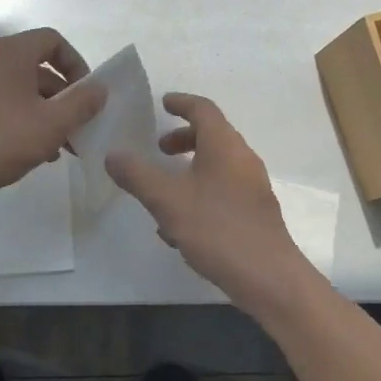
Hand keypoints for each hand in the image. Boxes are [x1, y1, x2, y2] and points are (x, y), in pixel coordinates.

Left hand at [0, 28, 106, 210]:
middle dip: (65, 98)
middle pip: (40, 69)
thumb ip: (82, 103)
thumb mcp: (52, 124)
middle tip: (81, 127)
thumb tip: (100, 88)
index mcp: (11, 54)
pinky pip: (7, 106)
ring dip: (49, 114)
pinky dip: (26, 121)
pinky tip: (38, 152)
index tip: (87, 94)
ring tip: (64, 147)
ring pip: (24, 92)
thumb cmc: (1, 141)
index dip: (76, 64)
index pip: (53, 41)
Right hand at [107, 93, 319, 309]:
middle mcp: (243, 159)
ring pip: (217, 165)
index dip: (181, 103)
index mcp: (224, 146)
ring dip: (190, 168)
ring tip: (163, 190)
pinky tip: (179, 225)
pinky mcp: (255, 213)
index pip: (203, 109)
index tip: (163, 104)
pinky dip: (200, 192)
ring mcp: (253, 187)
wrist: (268, 277)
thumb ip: (137, 175)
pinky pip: (223, 190)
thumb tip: (113, 155)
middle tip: (158, 150)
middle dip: (183, 139)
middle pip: (212, 136)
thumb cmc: (216, 229)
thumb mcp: (167, 200)